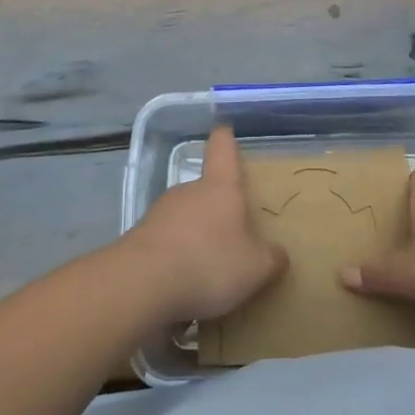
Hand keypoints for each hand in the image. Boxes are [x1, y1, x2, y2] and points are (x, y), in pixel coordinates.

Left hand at [114, 125, 286, 325]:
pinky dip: (175, 259)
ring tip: (209, 269)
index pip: (222, 150)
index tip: (224, 129)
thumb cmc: (209, 264)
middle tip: (233, 233)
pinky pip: (165, 245)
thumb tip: (277, 253)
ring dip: (195, 236)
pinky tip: (182, 286)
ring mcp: (158, 215)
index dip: (225, 139)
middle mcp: (186, 192)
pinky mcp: (137, 241)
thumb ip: (271, 258)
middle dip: (217, 208)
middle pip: (204, 190)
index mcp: (219, 188)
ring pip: (183, 218)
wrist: (141, 286)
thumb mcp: (256, 268)